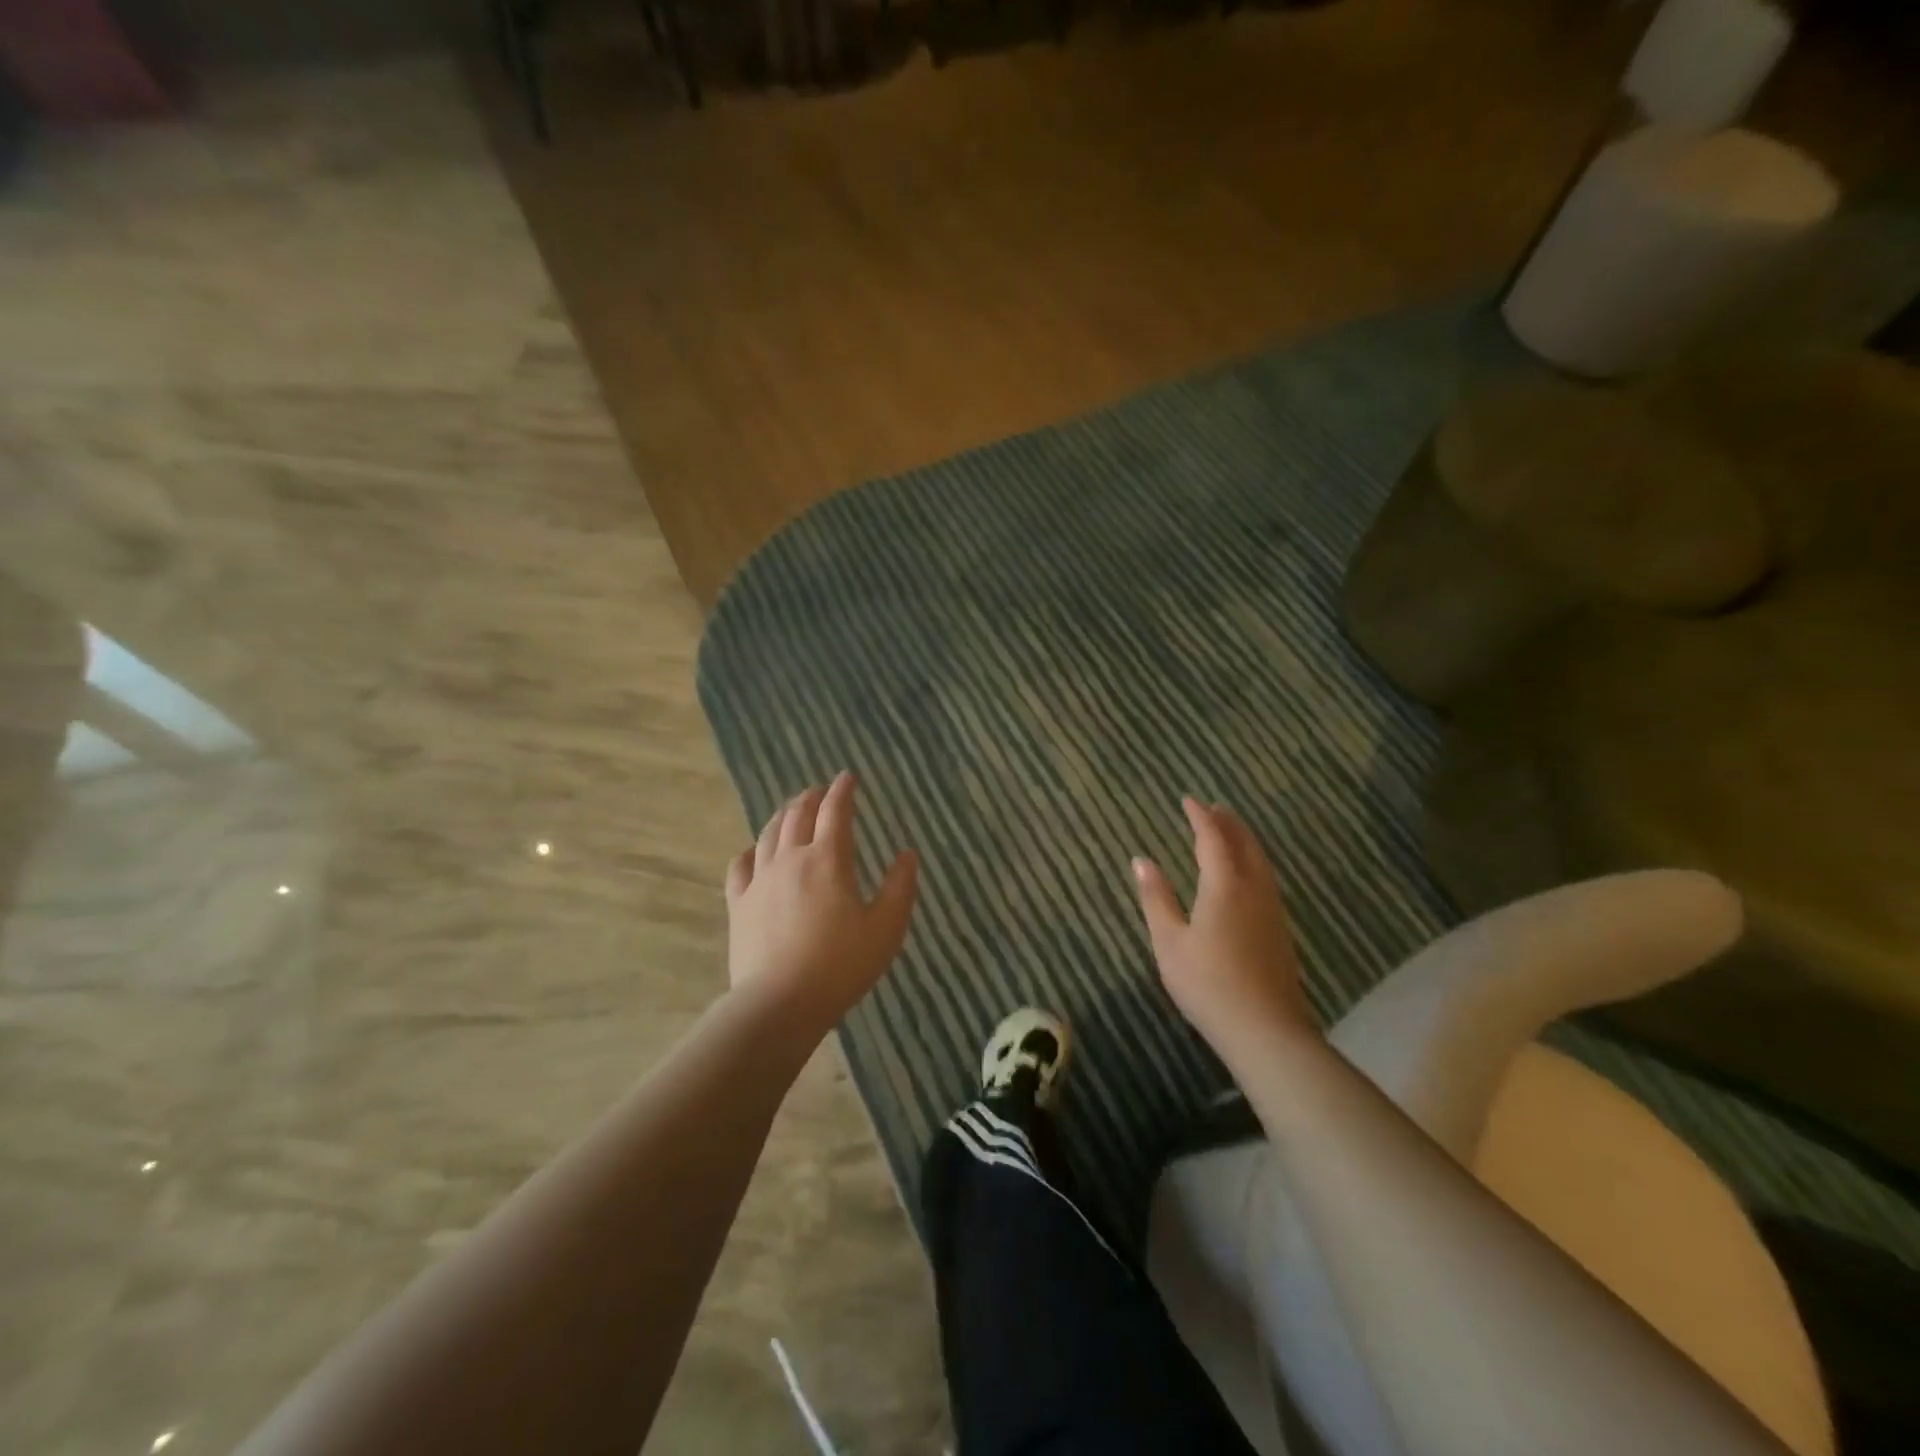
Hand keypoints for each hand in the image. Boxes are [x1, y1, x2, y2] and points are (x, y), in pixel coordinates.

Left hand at [725, 772, 918, 1034]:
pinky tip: (754, 851)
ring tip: (792, 809)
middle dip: (812, 797)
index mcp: (828, 860)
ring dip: (783, 815)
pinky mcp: (739, 904)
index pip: (835, 812)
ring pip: (769, 834)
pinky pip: (740, 866)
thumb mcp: (887, 928)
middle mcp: (791, 859)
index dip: (843, 791)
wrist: (780, 1003)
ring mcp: (760, 880)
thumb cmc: (841, 965)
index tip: (848, 777)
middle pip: (798, 814)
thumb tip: (907, 854)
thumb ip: (900, 887)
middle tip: (821, 790)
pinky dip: (750, 850)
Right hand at [1132, 798, 1316, 1057]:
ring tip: (1231, 832)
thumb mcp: (1169, 942)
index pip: (1213, 839)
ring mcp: (1272, 911)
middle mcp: (1253, 890)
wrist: (1266, 1030)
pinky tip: (1248, 877)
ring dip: (1244, 841)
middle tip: (1214, 807)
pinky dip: (1253, 863)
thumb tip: (1141, 860)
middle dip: (1228, 823)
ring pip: (1261, 862)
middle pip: (1244, 845)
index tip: (1188, 799)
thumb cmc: (1208, 984)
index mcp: (1225, 886)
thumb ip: (1156, 898)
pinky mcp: (1281, 931)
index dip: (1200, 816)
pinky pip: (1267, 880)